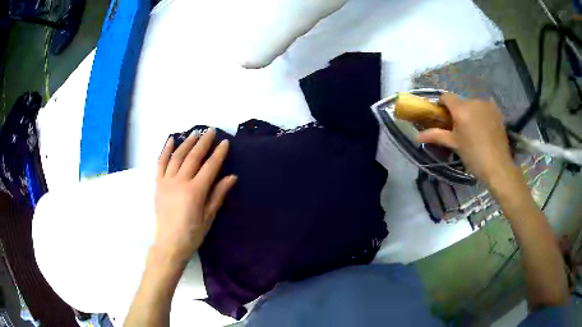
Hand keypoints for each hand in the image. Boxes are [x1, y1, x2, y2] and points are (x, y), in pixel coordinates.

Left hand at [154, 129, 236, 263]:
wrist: (169, 244)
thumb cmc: (192, 234)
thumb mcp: (209, 217)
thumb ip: (218, 195)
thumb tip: (231, 177)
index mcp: (195, 191)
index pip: (209, 167)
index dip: (218, 154)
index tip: (225, 142)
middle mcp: (180, 182)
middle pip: (193, 157)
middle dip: (203, 143)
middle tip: (210, 131)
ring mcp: (167, 181)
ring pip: (177, 157)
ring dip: (186, 143)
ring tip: (195, 134)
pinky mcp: (158, 184)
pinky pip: (161, 163)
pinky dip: (165, 150)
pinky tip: (171, 140)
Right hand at [417, 93, 514, 183]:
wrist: (498, 166)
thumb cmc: (473, 156)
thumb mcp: (454, 145)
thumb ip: (436, 136)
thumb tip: (416, 136)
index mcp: (461, 109)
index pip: (446, 97)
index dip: (441, 104)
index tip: (442, 116)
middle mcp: (473, 101)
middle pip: (460, 101)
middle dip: (457, 111)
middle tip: (459, 129)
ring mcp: (486, 104)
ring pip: (473, 104)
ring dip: (470, 112)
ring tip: (473, 130)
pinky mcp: (496, 110)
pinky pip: (484, 107)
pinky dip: (481, 113)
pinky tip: (484, 126)